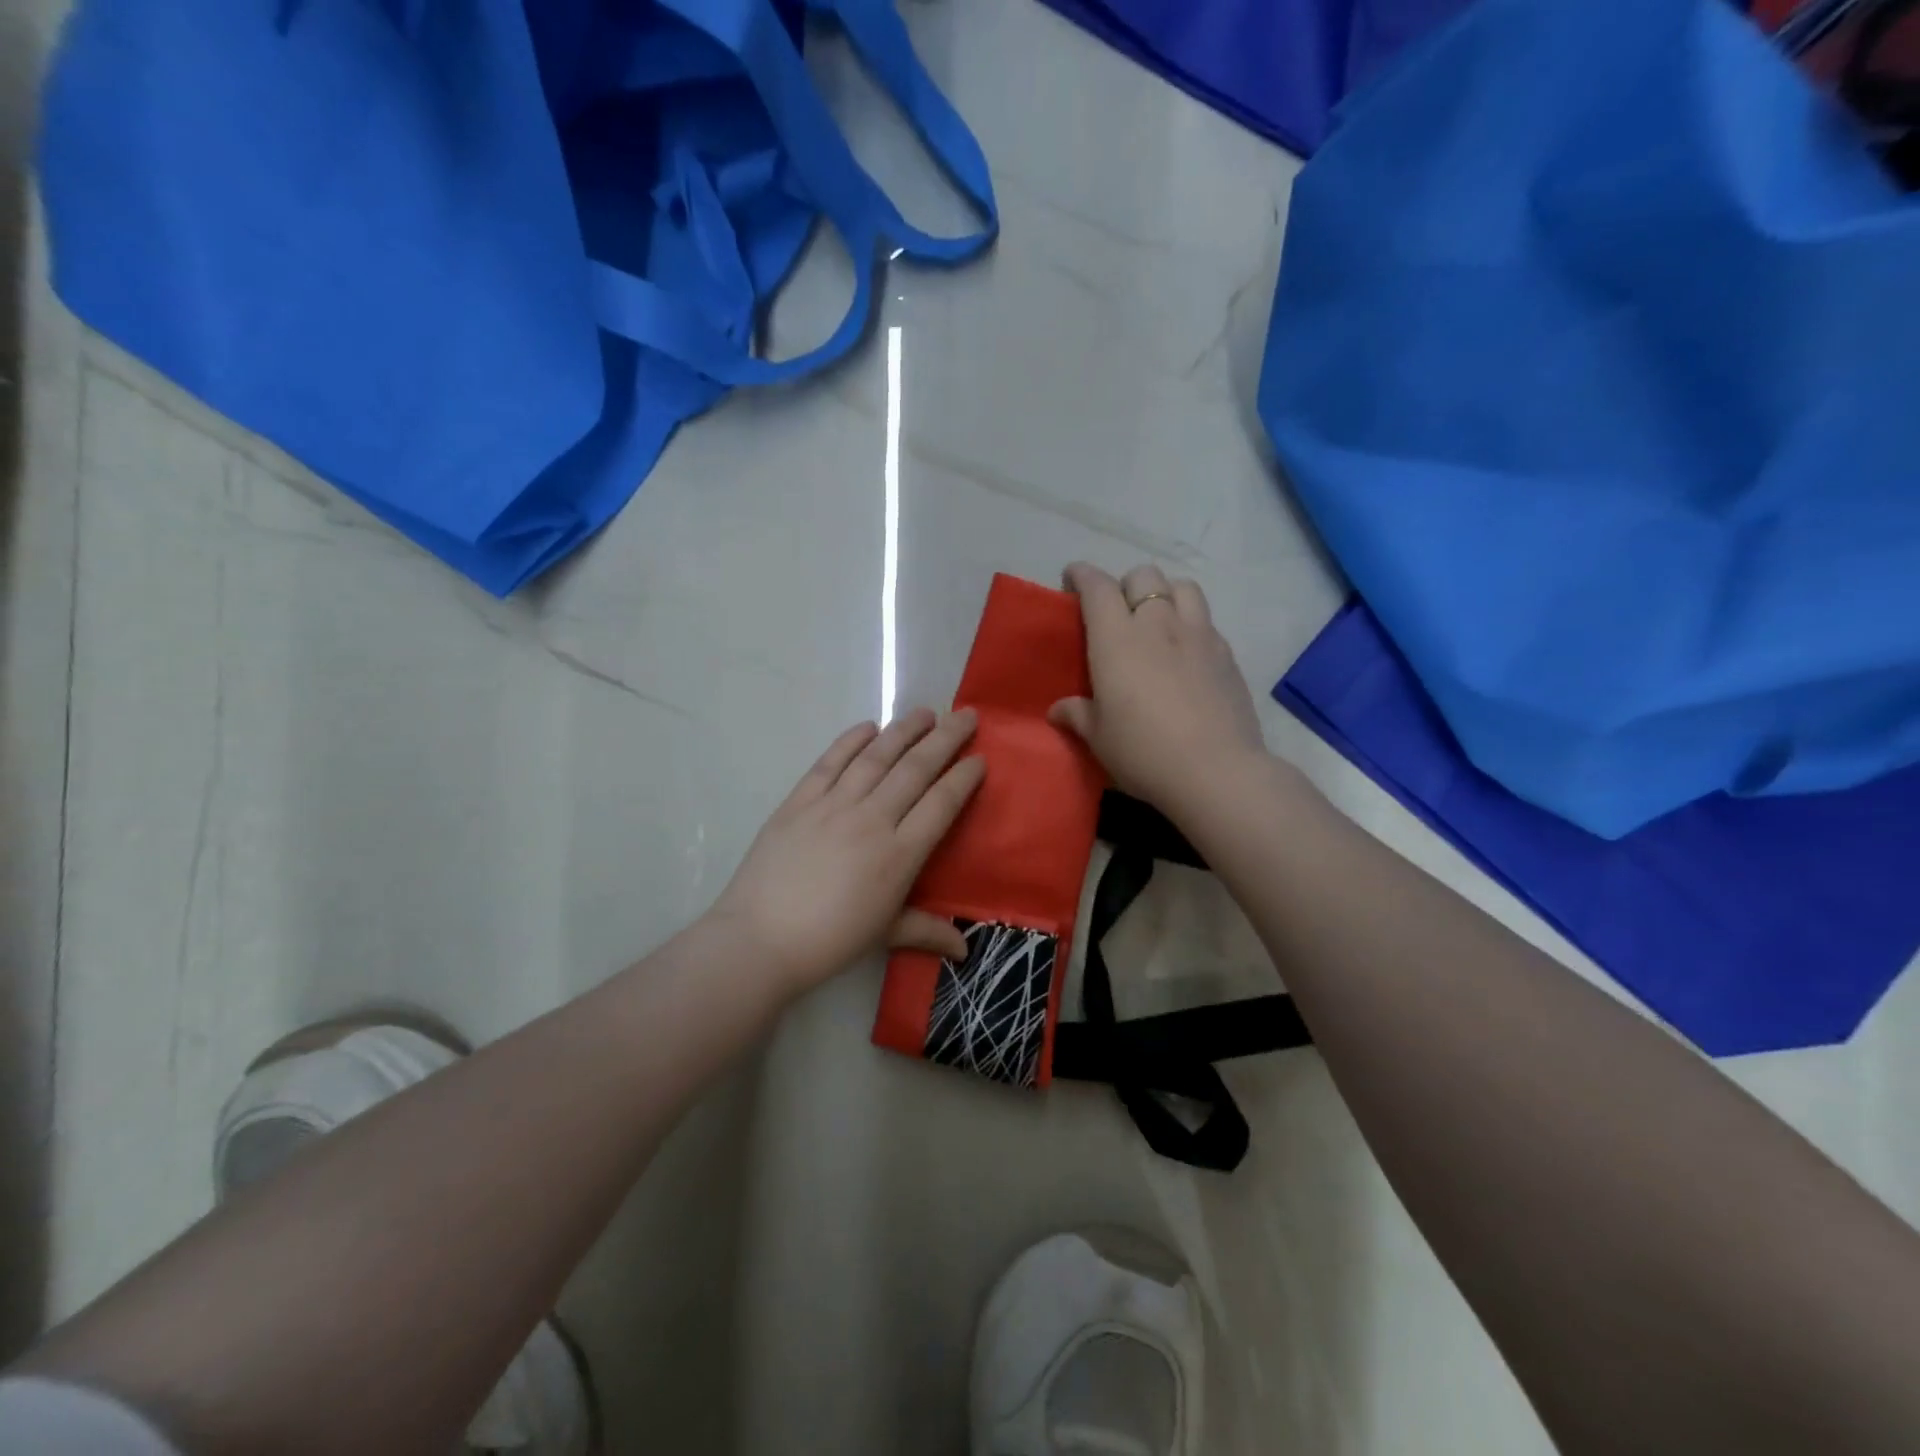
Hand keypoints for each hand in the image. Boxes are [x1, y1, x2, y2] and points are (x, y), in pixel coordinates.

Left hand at [708, 708, 984, 998]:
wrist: (760, 939)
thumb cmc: (829, 941)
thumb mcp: (885, 935)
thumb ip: (927, 931)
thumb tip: (964, 950)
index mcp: (900, 854)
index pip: (941, 803)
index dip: (964, 777)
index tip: (979, 758)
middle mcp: (872, 819)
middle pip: (916, 769)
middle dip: (945, 738)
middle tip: (965, 715)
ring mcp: (833, 805)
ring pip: (877, 757)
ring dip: (904, 730)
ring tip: (925, 712)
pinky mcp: (799, 801)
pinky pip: (830, 762)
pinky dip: (850, 741)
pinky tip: (868, 726)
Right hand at [1049, 562, 1267, 813]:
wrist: (1215, 772)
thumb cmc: (1143, 752)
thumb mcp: (1099, 738)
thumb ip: (1078, 715)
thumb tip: (1059, 709)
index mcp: (1117, 639)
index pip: (1098, 587)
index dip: (1082, 575)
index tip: (1073, 578)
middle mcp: (1158, 624)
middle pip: (1144, 575)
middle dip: (1125, 583)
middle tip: (1117, 610)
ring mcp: (1199, 635)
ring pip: (1183, 586)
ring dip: (1165, 593)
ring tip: (1158, 619)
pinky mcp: (1226, 654)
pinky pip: (1206, 620)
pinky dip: (1191, 623)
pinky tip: (1186, 652)